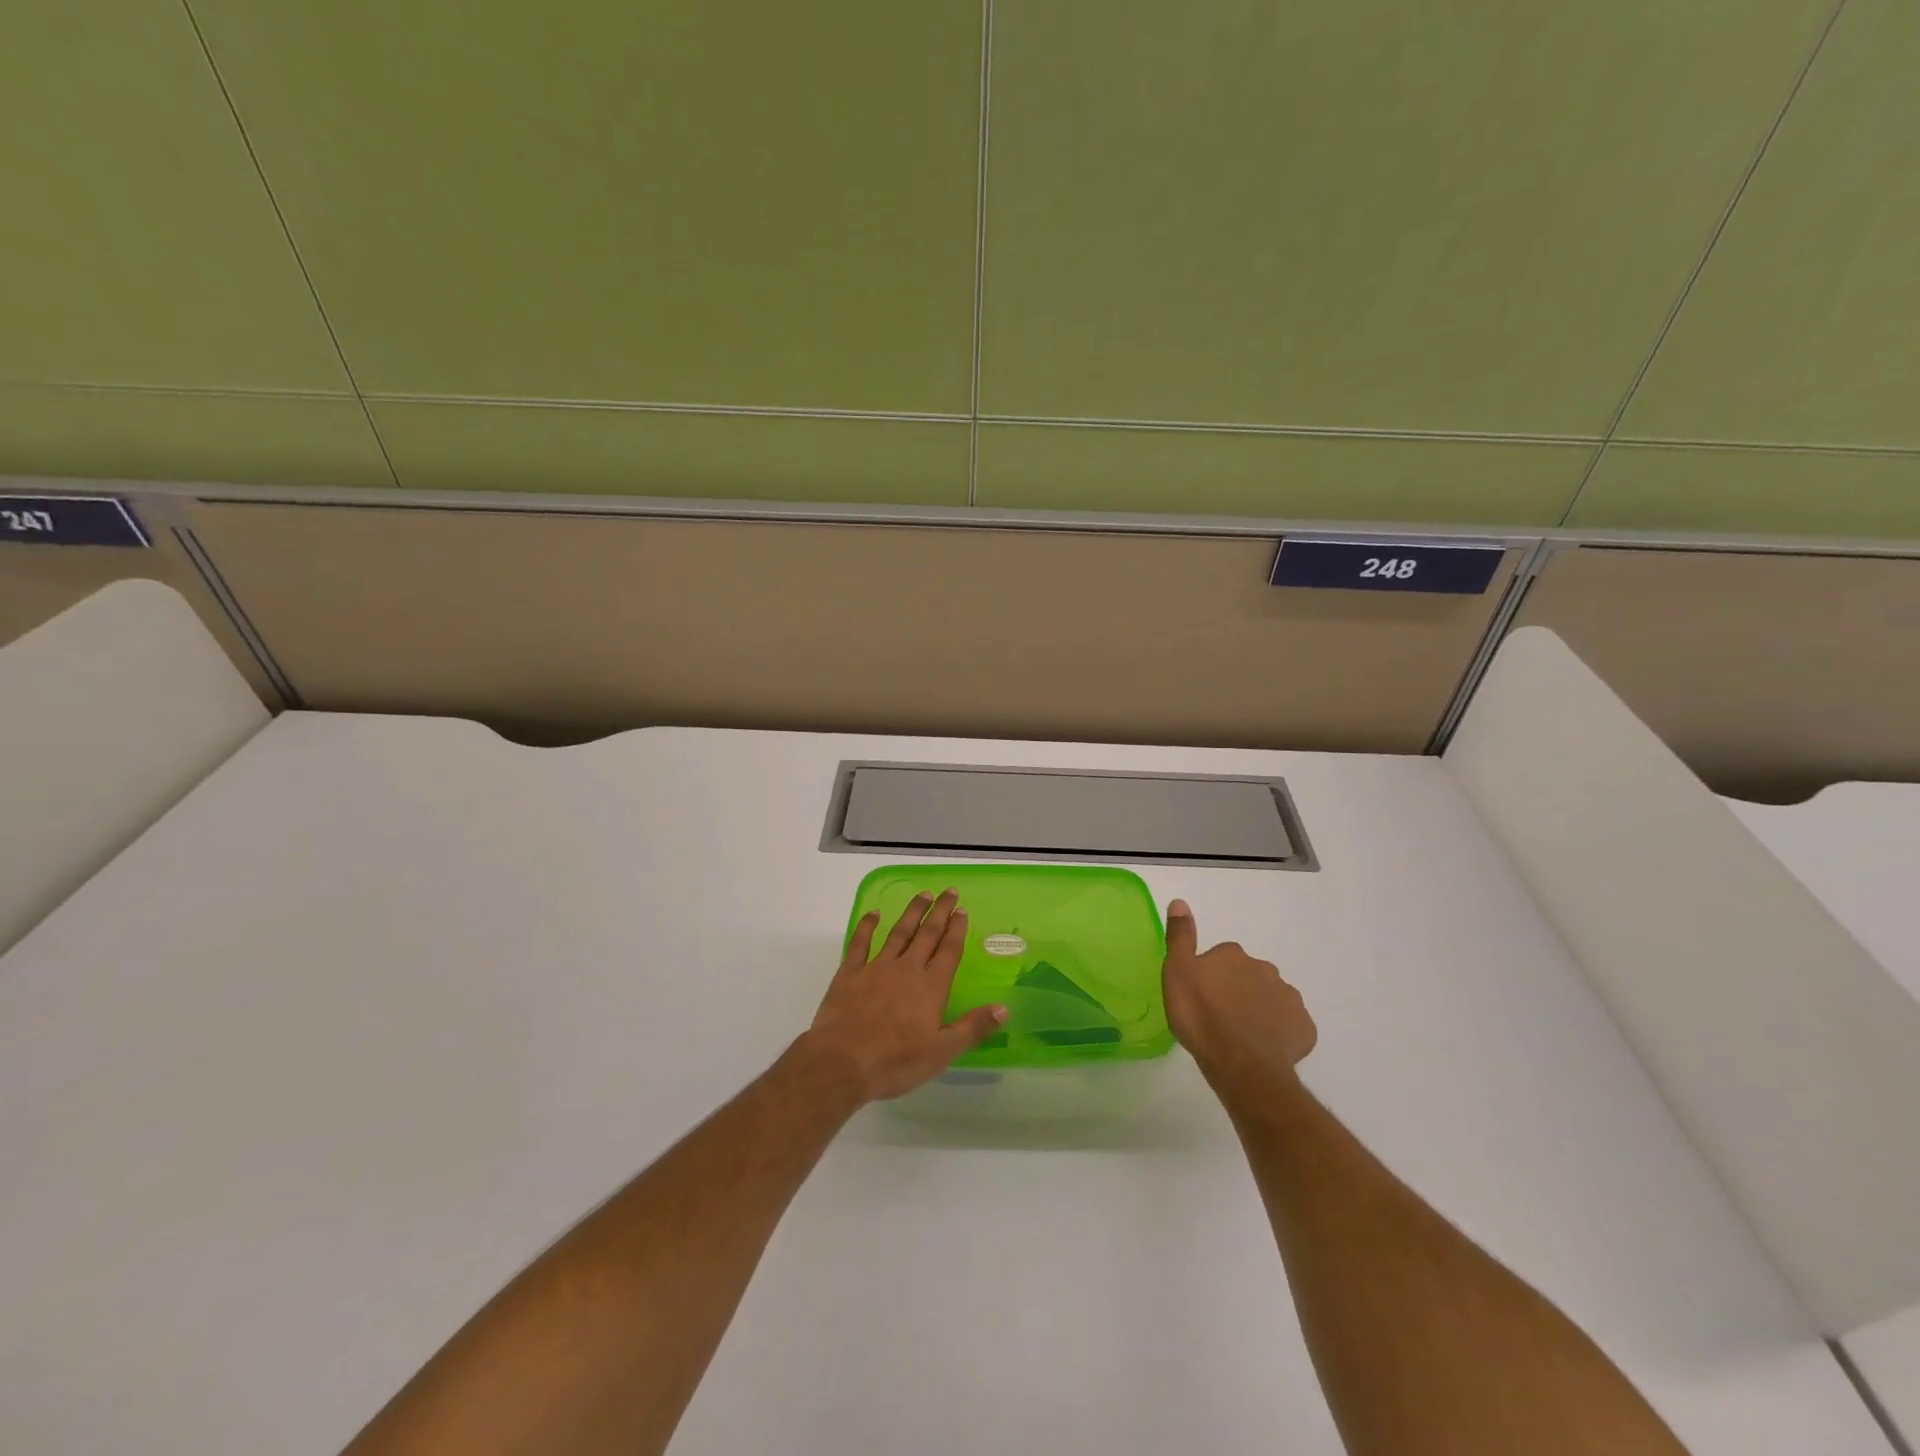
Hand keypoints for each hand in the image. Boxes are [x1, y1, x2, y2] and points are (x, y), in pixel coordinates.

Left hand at [799, 890, 1007, 1104]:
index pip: (948, 951)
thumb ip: (972, 1028)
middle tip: (949, 891)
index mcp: (930, 988)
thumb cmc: (895, 1062)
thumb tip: (1003, 1008)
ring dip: (912, 912)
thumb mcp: (941, 1052)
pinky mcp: (849, 973)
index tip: (963, 910)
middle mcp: (906, 969)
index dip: (957, 930)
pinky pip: (860, 942)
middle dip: (940, 912)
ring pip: (899, 932)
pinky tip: (874, 913)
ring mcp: (876, 967)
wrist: (842, 1062)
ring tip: (923, 894)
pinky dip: (867, 926)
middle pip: (927, 934)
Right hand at [1163, 898, 1315, 1093]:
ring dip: (1258, 1010)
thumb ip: (1180, 937)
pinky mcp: (1304, 1028)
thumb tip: (1180, 901)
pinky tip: (1264, 1047)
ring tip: (1241, 1035)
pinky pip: (1289, 1025)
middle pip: (1248, 976)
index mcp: (1233, 955)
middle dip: (1237, 990)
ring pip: (1270, 999)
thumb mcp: (1177, 972)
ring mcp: (1289, 998)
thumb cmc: (1201, 1017)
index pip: (1221, 957)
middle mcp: (1265, 969)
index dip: (1210, 976)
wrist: (1241, 1065)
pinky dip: (1279, 1032)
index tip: (1201, 995)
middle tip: (1219, 1016)